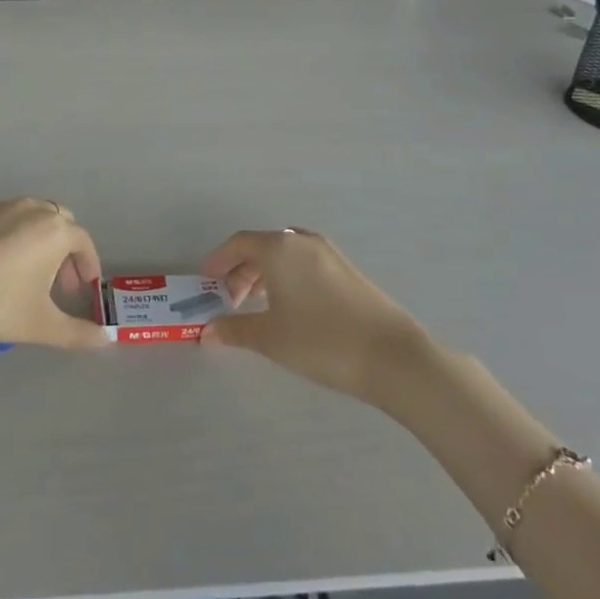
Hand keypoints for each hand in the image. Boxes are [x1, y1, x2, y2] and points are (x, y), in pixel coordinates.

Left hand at [0, 199, 107, 350]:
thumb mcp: (40, 325)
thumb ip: (78, 333)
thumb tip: (106, 340)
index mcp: (54, 230)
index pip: (83, 241)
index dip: (88, 265)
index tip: (82, 289)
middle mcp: (29, 208)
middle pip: (58, 223)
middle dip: (63, 251)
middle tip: (56, 285)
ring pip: (28, 216)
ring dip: (36, 240)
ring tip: (24, 275)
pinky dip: (5, 235)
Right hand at [199, 228, 431, 401]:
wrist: (392, 357)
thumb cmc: (320, 341)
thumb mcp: (270, 338)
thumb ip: (235, 330)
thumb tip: (207, 332)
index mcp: (278, 248)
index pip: (239, 243)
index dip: (218, 261)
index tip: (207, 282)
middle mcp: (301, 241)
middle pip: (261, 247)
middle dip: (241, 271)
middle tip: (231, 302)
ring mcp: (328, 253)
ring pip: (284, 255)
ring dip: (264, 275)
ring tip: (257, 306)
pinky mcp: (347, 270)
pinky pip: (304, 263)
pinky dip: (287, 277)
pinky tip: (290, 307)